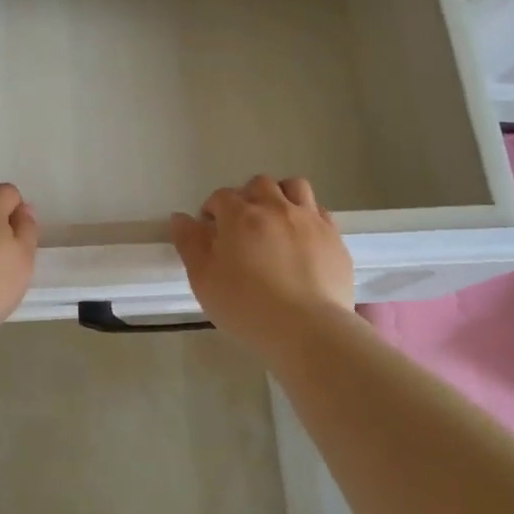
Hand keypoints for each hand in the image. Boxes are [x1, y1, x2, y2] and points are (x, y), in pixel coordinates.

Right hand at [170, 175, 354, 352]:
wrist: (308, 329)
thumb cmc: (247, 306)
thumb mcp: (203, 280)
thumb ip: (189, 244)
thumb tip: (180, 218)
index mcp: (240, 216)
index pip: (220, 197)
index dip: (212, 211)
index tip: (210, 234)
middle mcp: (275, 208)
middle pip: (258, 185)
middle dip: (246, 198)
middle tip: (241, 226)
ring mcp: (309, 220)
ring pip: (294, 187)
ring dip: (280, 196)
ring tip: (275, 221)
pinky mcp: (334, 237)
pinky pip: (319, 211)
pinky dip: (306, 216)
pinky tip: (301, 238)